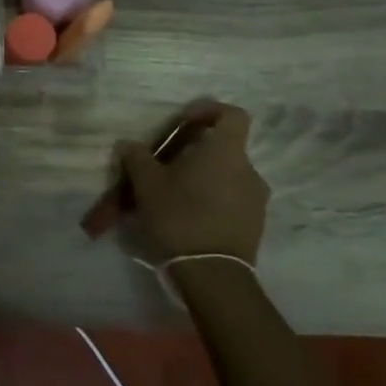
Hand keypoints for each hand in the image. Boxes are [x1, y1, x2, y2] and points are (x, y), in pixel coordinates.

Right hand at [114, 102, 270, 263]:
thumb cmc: (179, 216)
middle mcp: (249, 171)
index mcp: (226, 152)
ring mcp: (256, 200)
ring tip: (174, 198)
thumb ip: (137, 158)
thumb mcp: (147, 184)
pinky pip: (232, 201)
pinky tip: (188, 219)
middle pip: (224, 149)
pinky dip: (212, 202)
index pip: (232, 115)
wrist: (212, 275)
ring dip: (203, 180)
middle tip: (167, 168)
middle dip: (196, 154)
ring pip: (227, 177)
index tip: (185, 121)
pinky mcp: (255, 226)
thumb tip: (128, 145)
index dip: (209, 111)